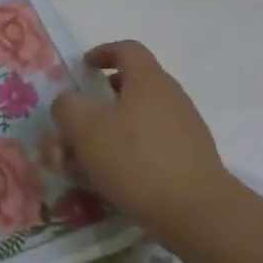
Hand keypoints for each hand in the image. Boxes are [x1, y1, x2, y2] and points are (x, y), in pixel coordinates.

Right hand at [50, 40, 237, 251]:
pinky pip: (148, 145)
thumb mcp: (84, 129)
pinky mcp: (188, 159)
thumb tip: (68, 103)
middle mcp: (170, 98)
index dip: (102, 53)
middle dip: (96, 105)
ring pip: (135, 121)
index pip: (127, 50)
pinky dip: (124, 153)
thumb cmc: (135, 160)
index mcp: (148, 81)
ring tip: (79, 162)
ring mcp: (183, 129)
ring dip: (105, 134)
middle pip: (129, 88)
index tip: (83, 68)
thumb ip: (67, 107)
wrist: (195, 211)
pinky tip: (106, 180)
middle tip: (73, 125)